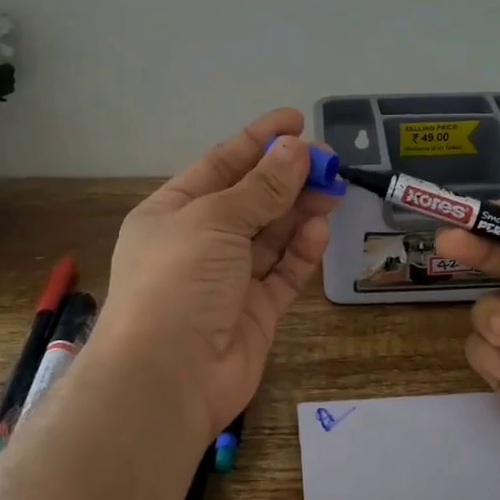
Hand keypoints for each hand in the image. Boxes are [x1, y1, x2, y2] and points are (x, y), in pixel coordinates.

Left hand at [89, 109, 339, 444]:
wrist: (166, 378)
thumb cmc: (177, 282)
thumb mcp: (215, 221)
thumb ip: (261, 187)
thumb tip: (296, 149)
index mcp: (173, 213)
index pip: (220, 165)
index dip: (257, 141)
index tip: (296, 121)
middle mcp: (199, 243)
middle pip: (251, 200)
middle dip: (287, 178)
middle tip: (329, 161)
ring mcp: (228, 280)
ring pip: (271, 236)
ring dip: (300, 211)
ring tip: (333, 189)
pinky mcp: (254, 313)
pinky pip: (282, 274)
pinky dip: (301, 253)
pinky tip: (319, 231)